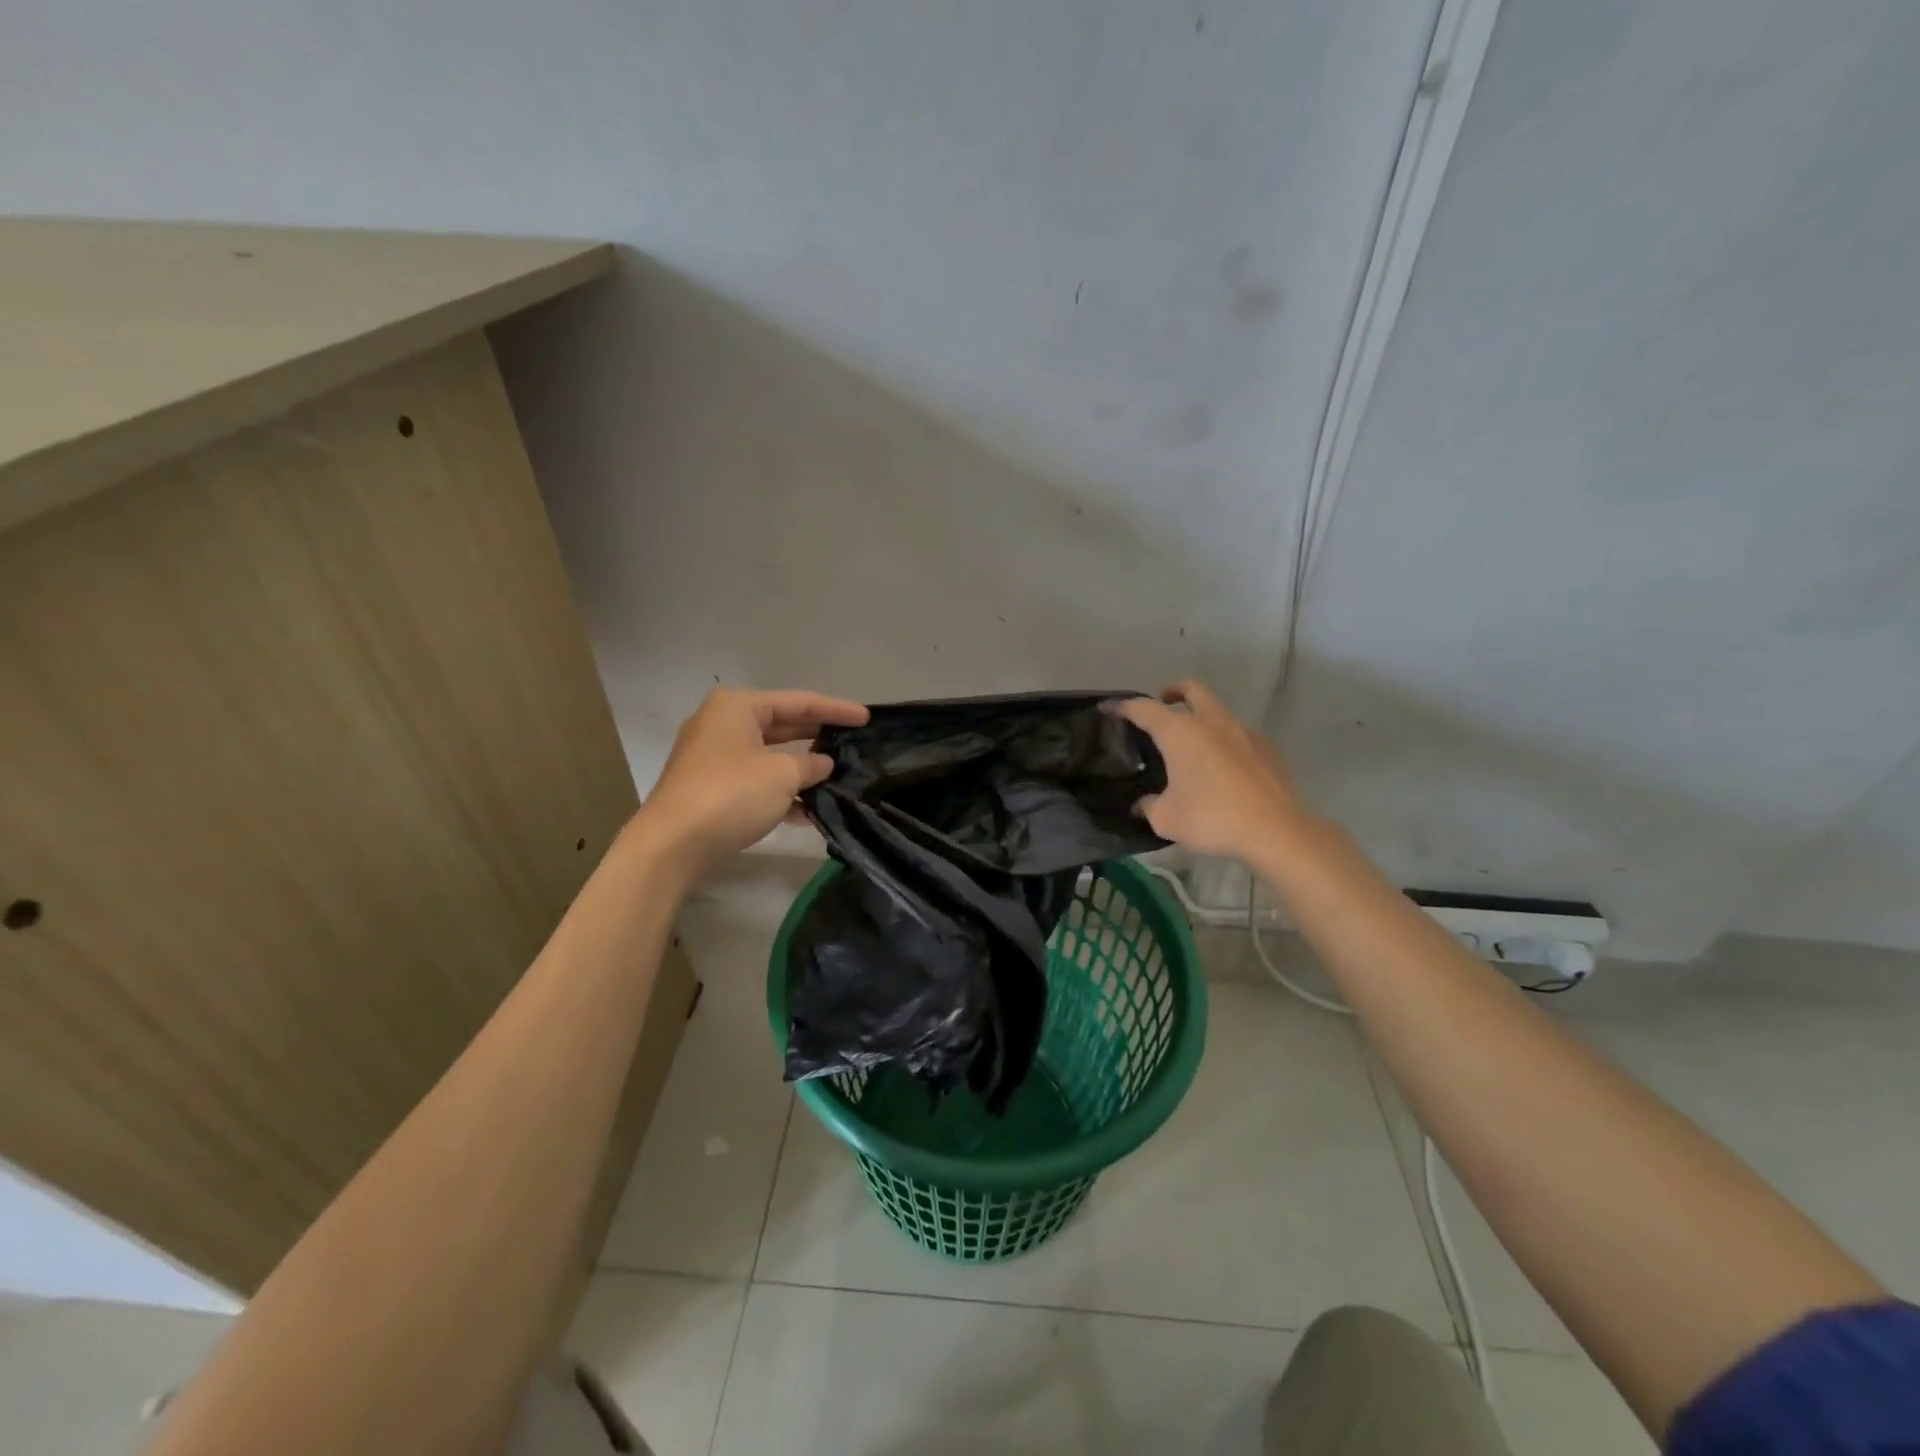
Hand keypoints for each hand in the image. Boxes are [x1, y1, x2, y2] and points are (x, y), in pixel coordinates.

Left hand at [633, 688, 868, 871]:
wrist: (672, 845)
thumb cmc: (730, 795)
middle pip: (783, 725)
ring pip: (770, 756)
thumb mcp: (782, 775)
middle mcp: (723, 724)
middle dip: (818, 737)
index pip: (799, 702)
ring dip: (802, 768)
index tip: (866, 718)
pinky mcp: (712, 788)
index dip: (835, 710)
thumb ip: (811, 763)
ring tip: (838, 776)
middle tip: (853, 742)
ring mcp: (714, 758)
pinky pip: (757, 781)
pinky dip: (782, 791)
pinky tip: (809, 811)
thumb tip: (824, 763)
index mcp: (738, 707)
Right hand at [1111, 680, 1305, 860]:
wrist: (1276, 830)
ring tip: (1191, 745)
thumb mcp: (1167, 819)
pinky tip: (1221, 767)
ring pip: (1217, 710)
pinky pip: (1237, 733)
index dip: (1123, 706)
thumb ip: (1150, 806)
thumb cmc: (1212, 818)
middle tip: (1162, 705)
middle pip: (1191, 689)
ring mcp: (1243, 732)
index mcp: (1180, 732)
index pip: (1144, 708)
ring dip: (1201, 716)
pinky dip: (1223, 739)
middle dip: (1173, 691)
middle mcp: (1211, 722)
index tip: (1108, 708)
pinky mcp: (1266, 749)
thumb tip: (1143, 804)